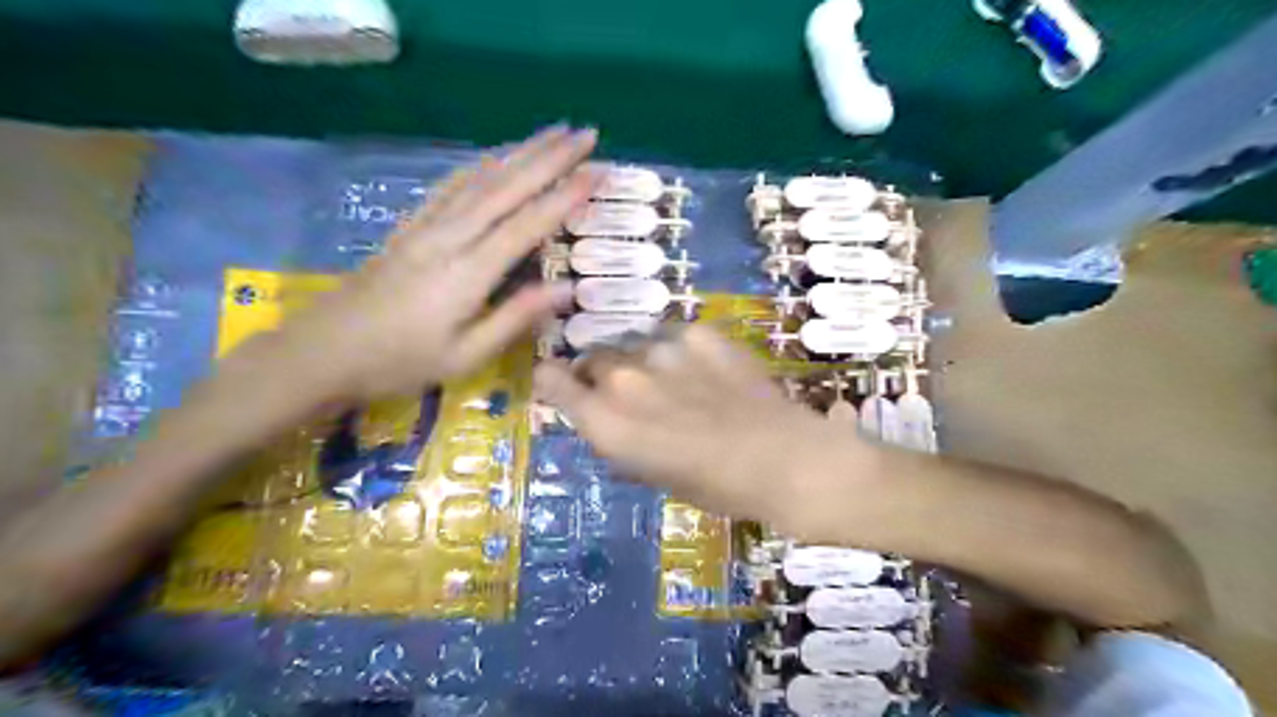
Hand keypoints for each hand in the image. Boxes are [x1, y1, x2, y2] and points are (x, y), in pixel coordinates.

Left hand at [244, 125, 599, 403]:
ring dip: (520, 152)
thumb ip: (516, 318)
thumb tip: (567, 290)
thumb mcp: (465, 355)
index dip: (564, 197)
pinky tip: (495, 156)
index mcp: (468, 273)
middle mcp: (450, 238)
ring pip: (480, 179)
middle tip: (586, 133)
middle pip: (506, 188)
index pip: (526, 225)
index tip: (597, 171)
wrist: (323, 351)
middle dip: (550, 158)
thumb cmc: (399, 363)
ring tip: (553, 132)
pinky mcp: (410, 227)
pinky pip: (450, 186)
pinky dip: (479, 165)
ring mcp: (426, 227)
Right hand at [533, 324, 879, 525]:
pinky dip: (679, 350)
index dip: (553, 379)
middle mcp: (624, 378)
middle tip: (632, 391)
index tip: (560, 382)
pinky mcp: (699, 333)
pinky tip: (705, 370)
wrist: (784, 460)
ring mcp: (662, 349)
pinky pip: (673, 335)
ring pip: (634, 343)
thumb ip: (623, 440)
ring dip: (642, 359)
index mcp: (607, 423)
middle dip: (603, 373)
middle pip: (594, 359)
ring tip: (675, 380)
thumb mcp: (655, 474)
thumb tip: (613, 421)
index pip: (554, 381)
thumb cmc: (717, 487)